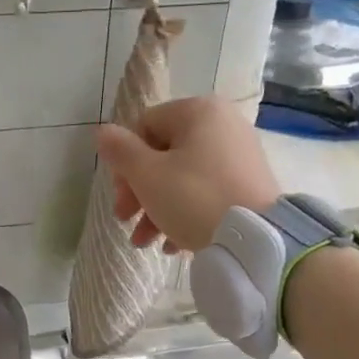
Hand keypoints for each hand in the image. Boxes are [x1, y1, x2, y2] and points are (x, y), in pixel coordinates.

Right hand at [94, 97, 281, 251]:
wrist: (255, 239)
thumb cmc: (194, 199)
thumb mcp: (147, 175)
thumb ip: (120, 151)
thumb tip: (103, 132)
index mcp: (198, 112)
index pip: (144, 127)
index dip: (124, 163)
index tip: (119, 197)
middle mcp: (222, 124)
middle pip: (163, 154)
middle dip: (139, 192)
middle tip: (125, 221)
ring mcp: (239, 154)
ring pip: (183, 177)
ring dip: (157, 209)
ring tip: (145, 243)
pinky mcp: (249, 183)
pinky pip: (207, 192)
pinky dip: (185, 214)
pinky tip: (173, 246)